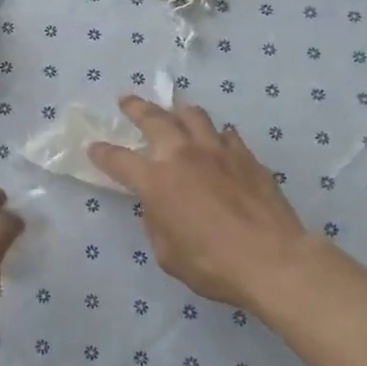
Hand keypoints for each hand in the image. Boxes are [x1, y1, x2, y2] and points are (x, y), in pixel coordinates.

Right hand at [87, 97, 324, 311]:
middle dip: (136, 108)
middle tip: (126, 101)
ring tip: (174, 113)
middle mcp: (183, 156)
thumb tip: (159, 208)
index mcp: (156, 181)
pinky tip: (217, 142)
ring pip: (194, 116)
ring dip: (178, 113)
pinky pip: (227, 135)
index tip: (93, 147)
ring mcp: (218, 152)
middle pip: (155, 119)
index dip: (102, 153)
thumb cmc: (212, 264)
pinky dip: (216, 135)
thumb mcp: (167, 253)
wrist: (273, 260)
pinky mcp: (247, 158)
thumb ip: (157, 223)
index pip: (118, 159)